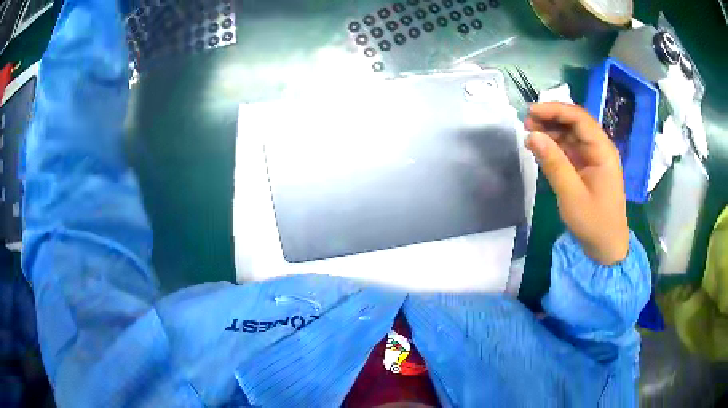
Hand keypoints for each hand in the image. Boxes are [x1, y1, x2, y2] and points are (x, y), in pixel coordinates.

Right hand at [524, 102, 629, 264]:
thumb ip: (553, 163)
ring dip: (551, 131)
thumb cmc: (594, 222)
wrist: (607, 248)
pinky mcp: (588, 167)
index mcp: (602, 150)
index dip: (554, 110)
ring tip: (530, 134)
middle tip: (526, 123)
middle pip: (574, 123)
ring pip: (571, 134)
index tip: (530, 112)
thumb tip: (531, 135)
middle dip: (550, 119)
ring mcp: (594, 157)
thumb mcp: (571, 194)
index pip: (578, 118)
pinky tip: (541, 149)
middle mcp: (599, 148)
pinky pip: (570, 149)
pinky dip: (555, 146)